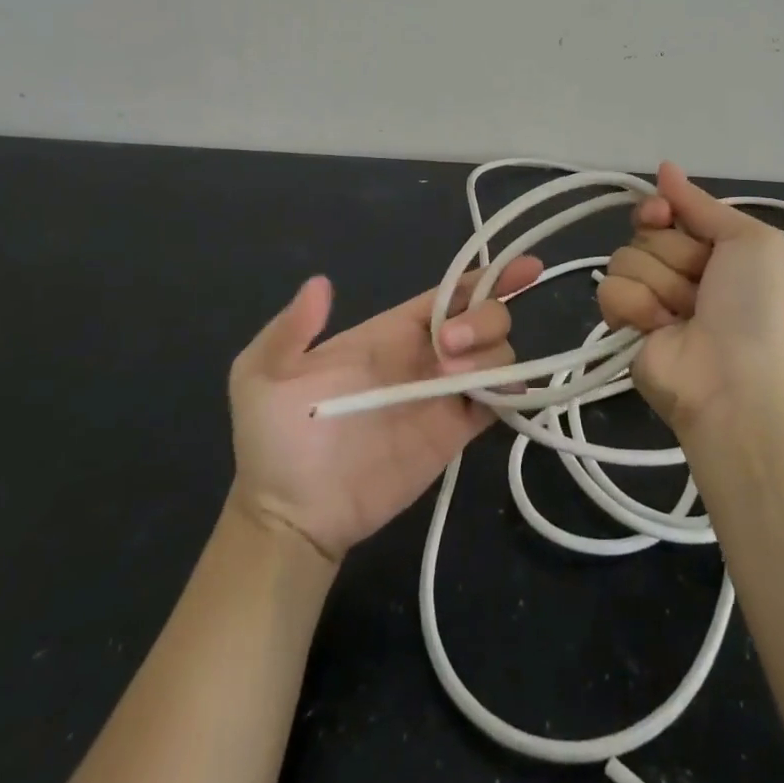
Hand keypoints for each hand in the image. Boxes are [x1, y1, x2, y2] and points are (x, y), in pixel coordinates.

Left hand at [227, 258, 541, 561]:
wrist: (290, 514)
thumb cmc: (275, 439)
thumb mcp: (260, 374)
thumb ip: (289, 329)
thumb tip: (319, 284)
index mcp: (390, 331)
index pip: (449, 293)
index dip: (486, 277)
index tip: (523, 268)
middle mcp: (426, 355)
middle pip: (483, 317)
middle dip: (483, 318)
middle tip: (449, 348)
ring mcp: (443, 395)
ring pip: (498, 355)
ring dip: (492, 356)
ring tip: (455, 378)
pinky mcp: (454, 434)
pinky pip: (499, 403)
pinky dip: (514, 393)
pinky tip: (506, 394)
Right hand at [596, 162, 783, 434]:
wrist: (735, 382)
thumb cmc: (753, 307)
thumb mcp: (751, 241)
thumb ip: (702, 203)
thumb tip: (665, 167)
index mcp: (712, 249)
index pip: (665, 210)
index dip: (659, 210)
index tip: (662, 215)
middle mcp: (680, 270)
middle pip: (644, 233)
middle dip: (672, 255)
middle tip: (700, 284)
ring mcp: (650, 298)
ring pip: (624, 259)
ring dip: (659, 284)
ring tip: (684, 314)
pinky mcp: (624, 326)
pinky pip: (609, 291)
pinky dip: (635, 307)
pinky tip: (658, 329)